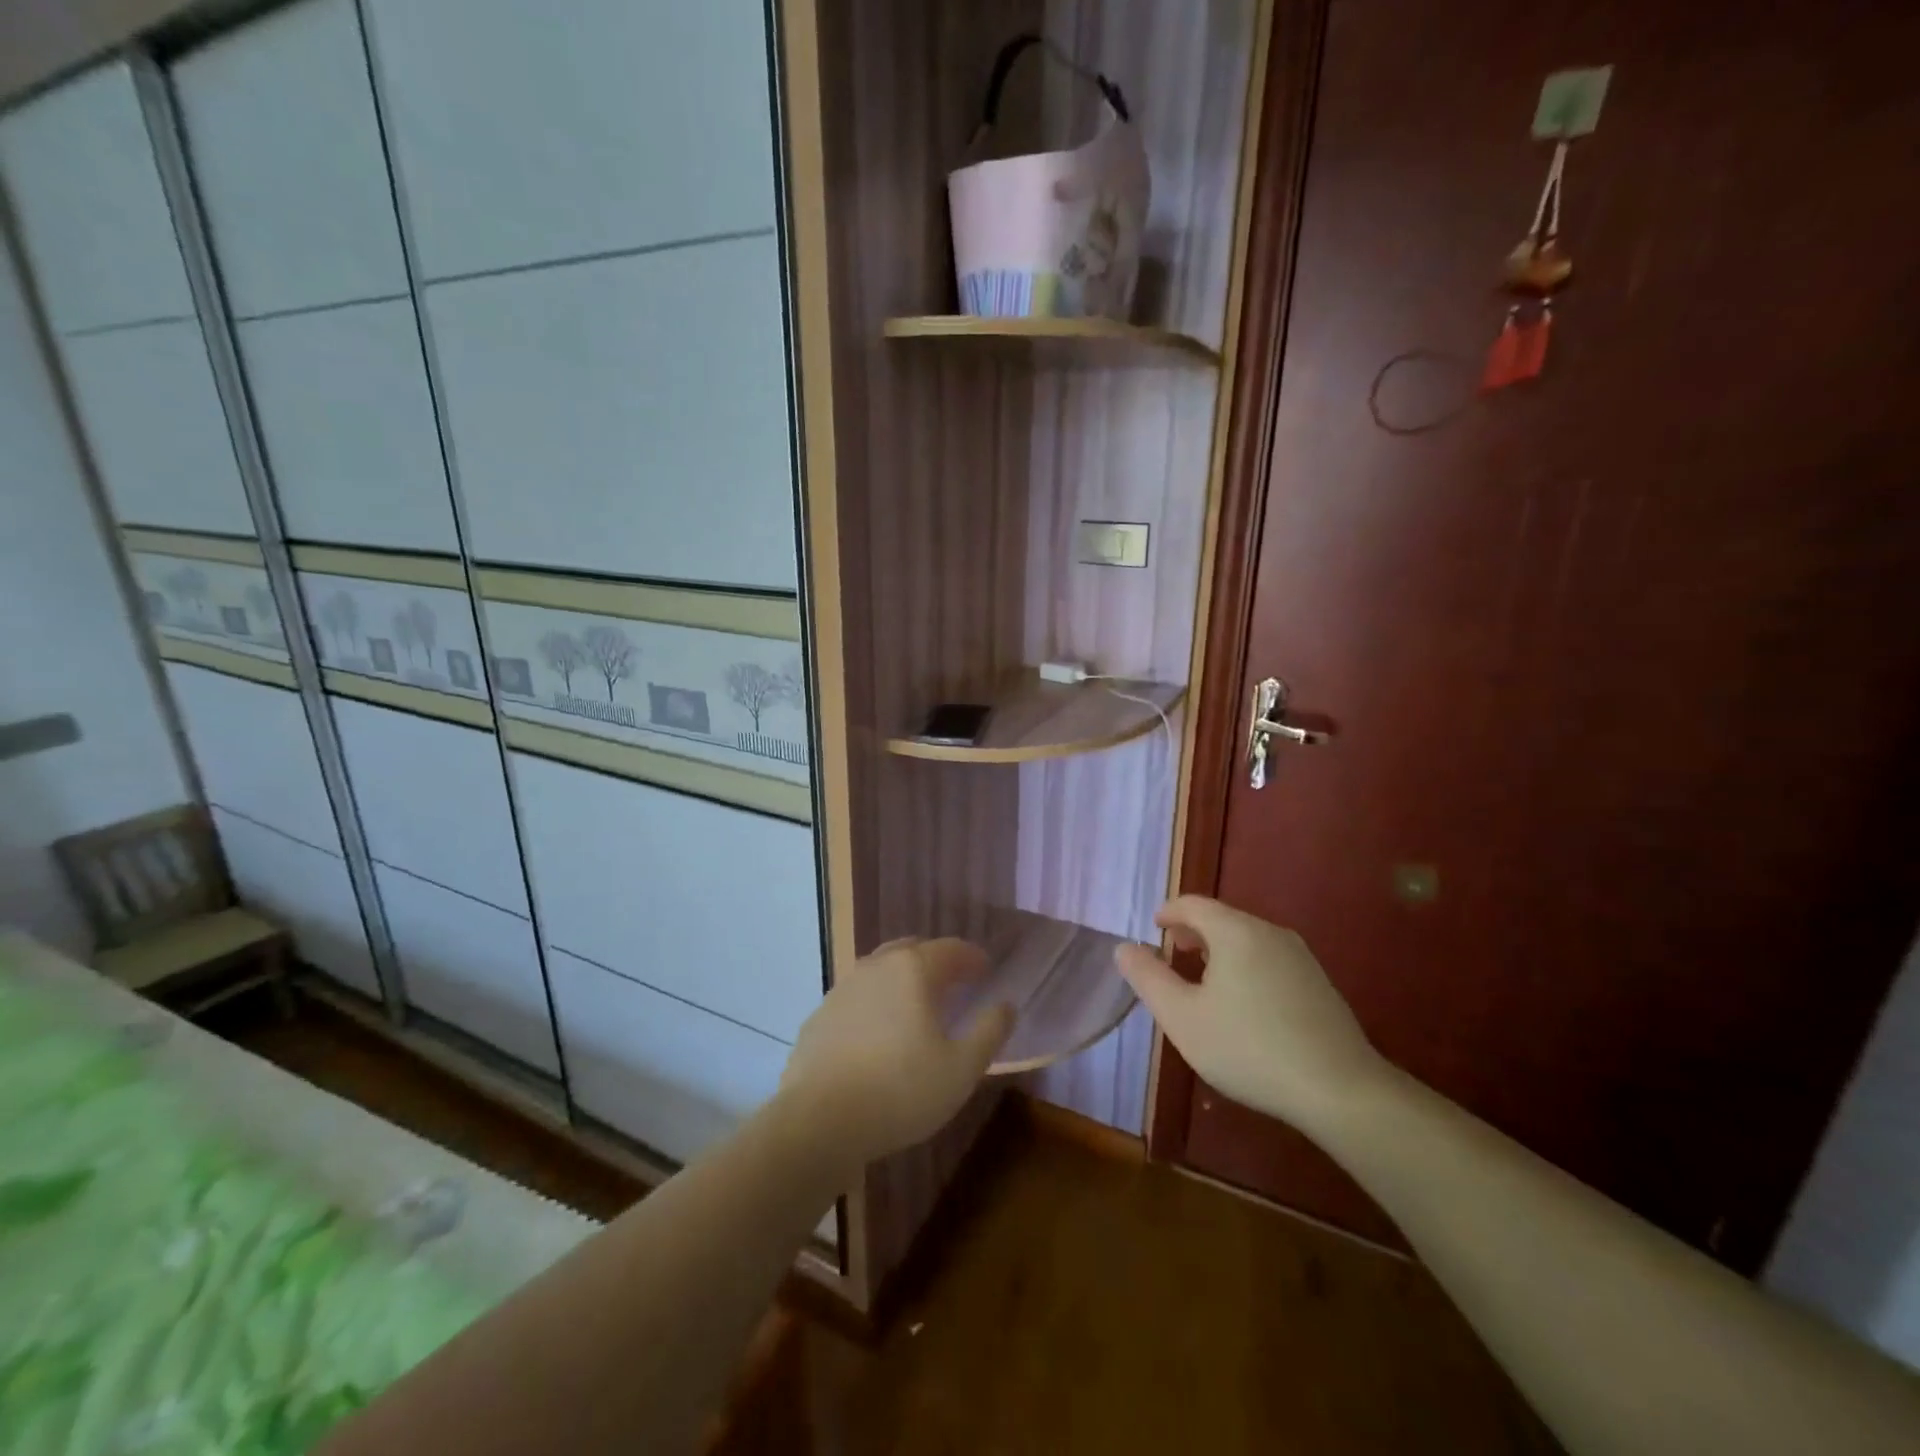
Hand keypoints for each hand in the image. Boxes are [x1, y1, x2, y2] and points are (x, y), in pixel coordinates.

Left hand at [778, 938, 1014, 1168]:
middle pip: (912, 950)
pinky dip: (876, 1003)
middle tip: (954, 981)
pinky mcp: (820, 1016)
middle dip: (936, 960)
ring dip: (903, 979)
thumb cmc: (900, 1091)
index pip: (951, 949)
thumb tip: (1006, 1005)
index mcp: (913, 970)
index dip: (972, 957)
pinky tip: (879, 1033)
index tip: (986, 969)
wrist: (818, 1121)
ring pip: (880, 971)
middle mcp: (876, 967)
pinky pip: (857, 998)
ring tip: (917, 1005)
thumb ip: (989, 1032)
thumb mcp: (961, 1069)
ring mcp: (843, 989)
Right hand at [1115, 896, 1387, 1131]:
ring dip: (1219, 950)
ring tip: (1203, 981)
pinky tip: (1243, 1005)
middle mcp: (1270, 933)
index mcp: (1235, 932)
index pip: (1194, 904)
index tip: (1154, 929)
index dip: (1168, 912)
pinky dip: (1245, 966)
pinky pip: (1269, 959)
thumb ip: (1148, 978)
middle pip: (1222, 918)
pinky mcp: (1319, 983)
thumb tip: (1125, 948)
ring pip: (1247, 939)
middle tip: (1173, 954)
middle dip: (1193, 932)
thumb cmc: (1249, 1048)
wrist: (1340, 1090)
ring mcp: (1301, 957)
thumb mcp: (1182, 1017)